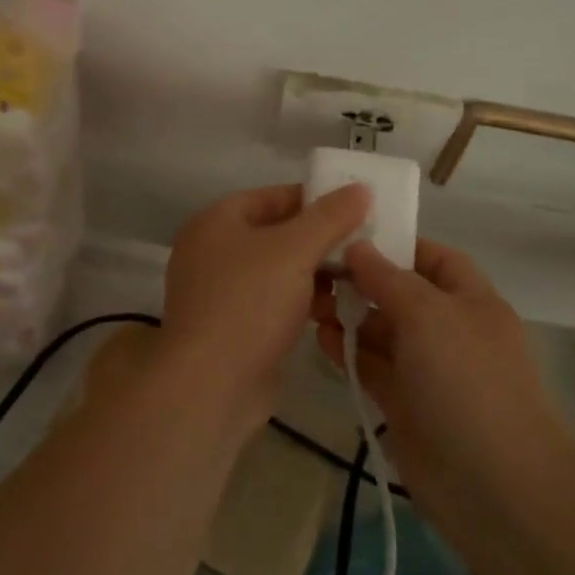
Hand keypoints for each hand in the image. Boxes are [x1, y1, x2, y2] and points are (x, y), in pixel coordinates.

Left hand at [161, 183, 370, 431]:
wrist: (211, 386)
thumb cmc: (249, 303)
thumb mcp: (295, 251)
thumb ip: (329, 217)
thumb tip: (360, 188)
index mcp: (216, 222)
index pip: (272, 196)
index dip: (314, 200)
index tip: (356, 209)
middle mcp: (213, 251)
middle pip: (276, 234)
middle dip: (319, 241)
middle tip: (363, 246)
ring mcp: (220, 292)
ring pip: (277, 271)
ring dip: (314, 274)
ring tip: (357, 279)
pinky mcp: (233, 328)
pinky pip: (273, 302)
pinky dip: (301, 302)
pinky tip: (333, 310)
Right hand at [317, 238, 574, 533]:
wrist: (495, 486)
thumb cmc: (467, 381)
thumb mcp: (429, 314)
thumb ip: (388, 278)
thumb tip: (358, 246)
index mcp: (470, 299)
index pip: (431, 257)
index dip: (394, 244)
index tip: (347, 236)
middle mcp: (449, 329)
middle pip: (399, 293)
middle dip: (360, 281)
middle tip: (313, 271)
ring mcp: (426, 369)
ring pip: (381, 331)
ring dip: (348, 316)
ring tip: (308, 304)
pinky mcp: (404, 404)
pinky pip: (371, 366)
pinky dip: (348, 351)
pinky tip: (321, 339)